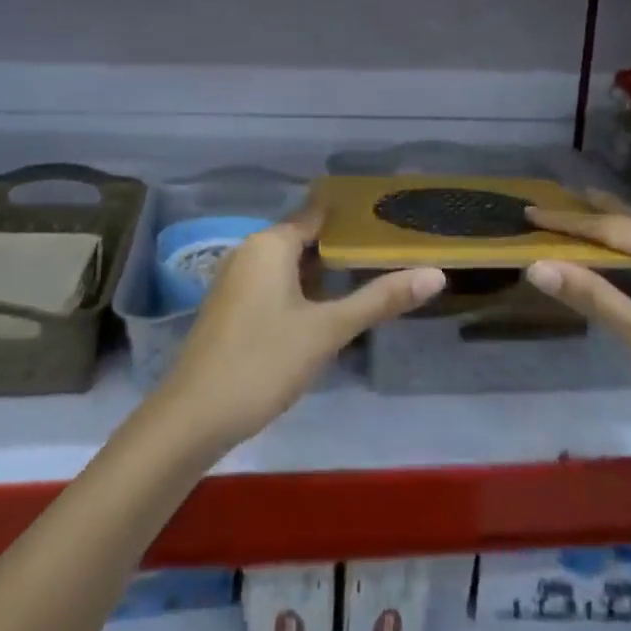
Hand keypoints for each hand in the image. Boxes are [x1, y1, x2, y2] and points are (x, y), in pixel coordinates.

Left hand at [148, 209, 444, 454]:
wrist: (193, 417)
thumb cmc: (263, 362)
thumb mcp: (328, 331)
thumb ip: (380, 300)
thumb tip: (437, 275)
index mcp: (270, 244)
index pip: (319, 214)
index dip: (354, 217)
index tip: (390, 220)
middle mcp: (250, 251)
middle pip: (305, 237)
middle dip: (344, 246)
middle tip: (391, 253)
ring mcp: (236, 279)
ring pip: (290, 264)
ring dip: (324, 271)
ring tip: (368, 278)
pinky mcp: (231, 306)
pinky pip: (274, 282)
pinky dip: (302, 288)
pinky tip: (326, 309)